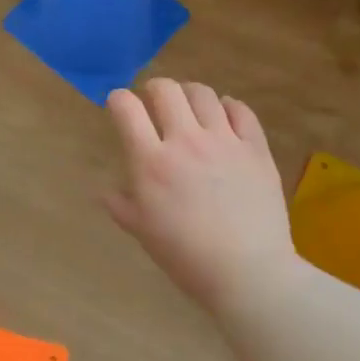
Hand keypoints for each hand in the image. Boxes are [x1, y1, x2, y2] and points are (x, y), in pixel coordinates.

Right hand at [104, 79, 295, 310]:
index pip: (127, 109)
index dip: (118, 100)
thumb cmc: (186, 257)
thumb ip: (121, 205)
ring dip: (189, 93)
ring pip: (203, 94)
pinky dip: (228, 106)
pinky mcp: (256, 148)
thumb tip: (103, 191)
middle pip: (166, 90)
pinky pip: (241, 111)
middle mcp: (185, 141)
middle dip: (153, 88)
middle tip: (153, 101)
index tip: (118, 105)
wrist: (247, 272)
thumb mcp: (142, 232)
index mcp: (151, 162)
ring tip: (188, 105)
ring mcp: (224, 141)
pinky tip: (224, 115)